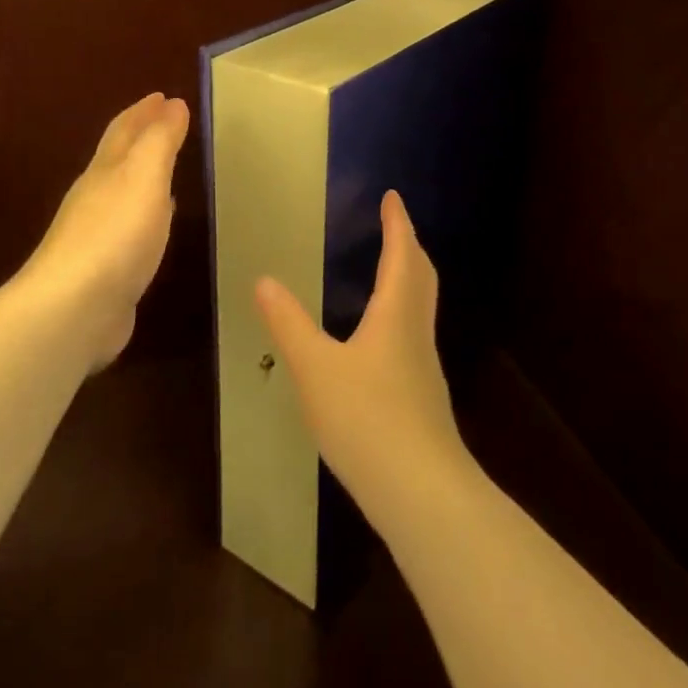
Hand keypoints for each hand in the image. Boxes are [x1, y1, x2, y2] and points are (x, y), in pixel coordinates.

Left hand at [20, 92, 189, 369]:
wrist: (73, 308)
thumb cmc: (115, 234)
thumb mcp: (144, 177)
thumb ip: (160, 140)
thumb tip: (173, 104)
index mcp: (106, 170)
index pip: (125, 130)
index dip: (144, 111)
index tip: (163, 95)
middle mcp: (96, 196)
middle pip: (118, 157)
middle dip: (140, 135)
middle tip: (164, 121)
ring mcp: (96, 234)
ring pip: (123, 191)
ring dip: (142, 174)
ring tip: (163, 167)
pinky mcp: (103, 268)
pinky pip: (129, 227)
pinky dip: (145, 213)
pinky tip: (154, 222)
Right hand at [255, 191, 473, 526]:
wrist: (420, 491)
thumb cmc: (367, 419)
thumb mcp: (316, 369)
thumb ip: (289, 324)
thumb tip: (264, 280)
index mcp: (396, 313)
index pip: (402, 254)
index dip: (397, 223)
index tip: (392, 197)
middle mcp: (416, 330)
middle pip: (421, 275)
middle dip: (408, 245)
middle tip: (394, 225)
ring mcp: (424, 364)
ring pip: (421, 305)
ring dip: (409, 277)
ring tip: (387, 270)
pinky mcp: (423, 393)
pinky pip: (414, 331)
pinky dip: (403, 310)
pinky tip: (382, 335)